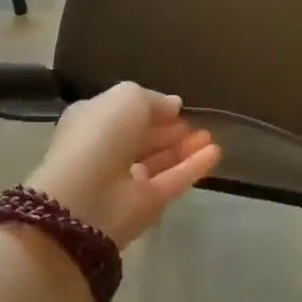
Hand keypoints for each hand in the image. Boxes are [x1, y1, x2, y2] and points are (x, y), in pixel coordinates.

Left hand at [26, 82, 222, 246]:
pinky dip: (194, 167)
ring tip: (210, 136)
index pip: (125, 111)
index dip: (151, 108)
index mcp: (93, 120)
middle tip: (197, 121)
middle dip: (170, 129)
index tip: (177, 106)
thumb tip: (174, 105)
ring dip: (185, 147)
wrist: (86, 198)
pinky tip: (215, 153)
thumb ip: (154, 99)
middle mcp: (108, 149)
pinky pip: (174, 180)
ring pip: (161, 160)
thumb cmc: (101, 135)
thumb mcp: (128, 97)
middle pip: (144, 137)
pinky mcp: (147, 204)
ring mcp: (127, 179)